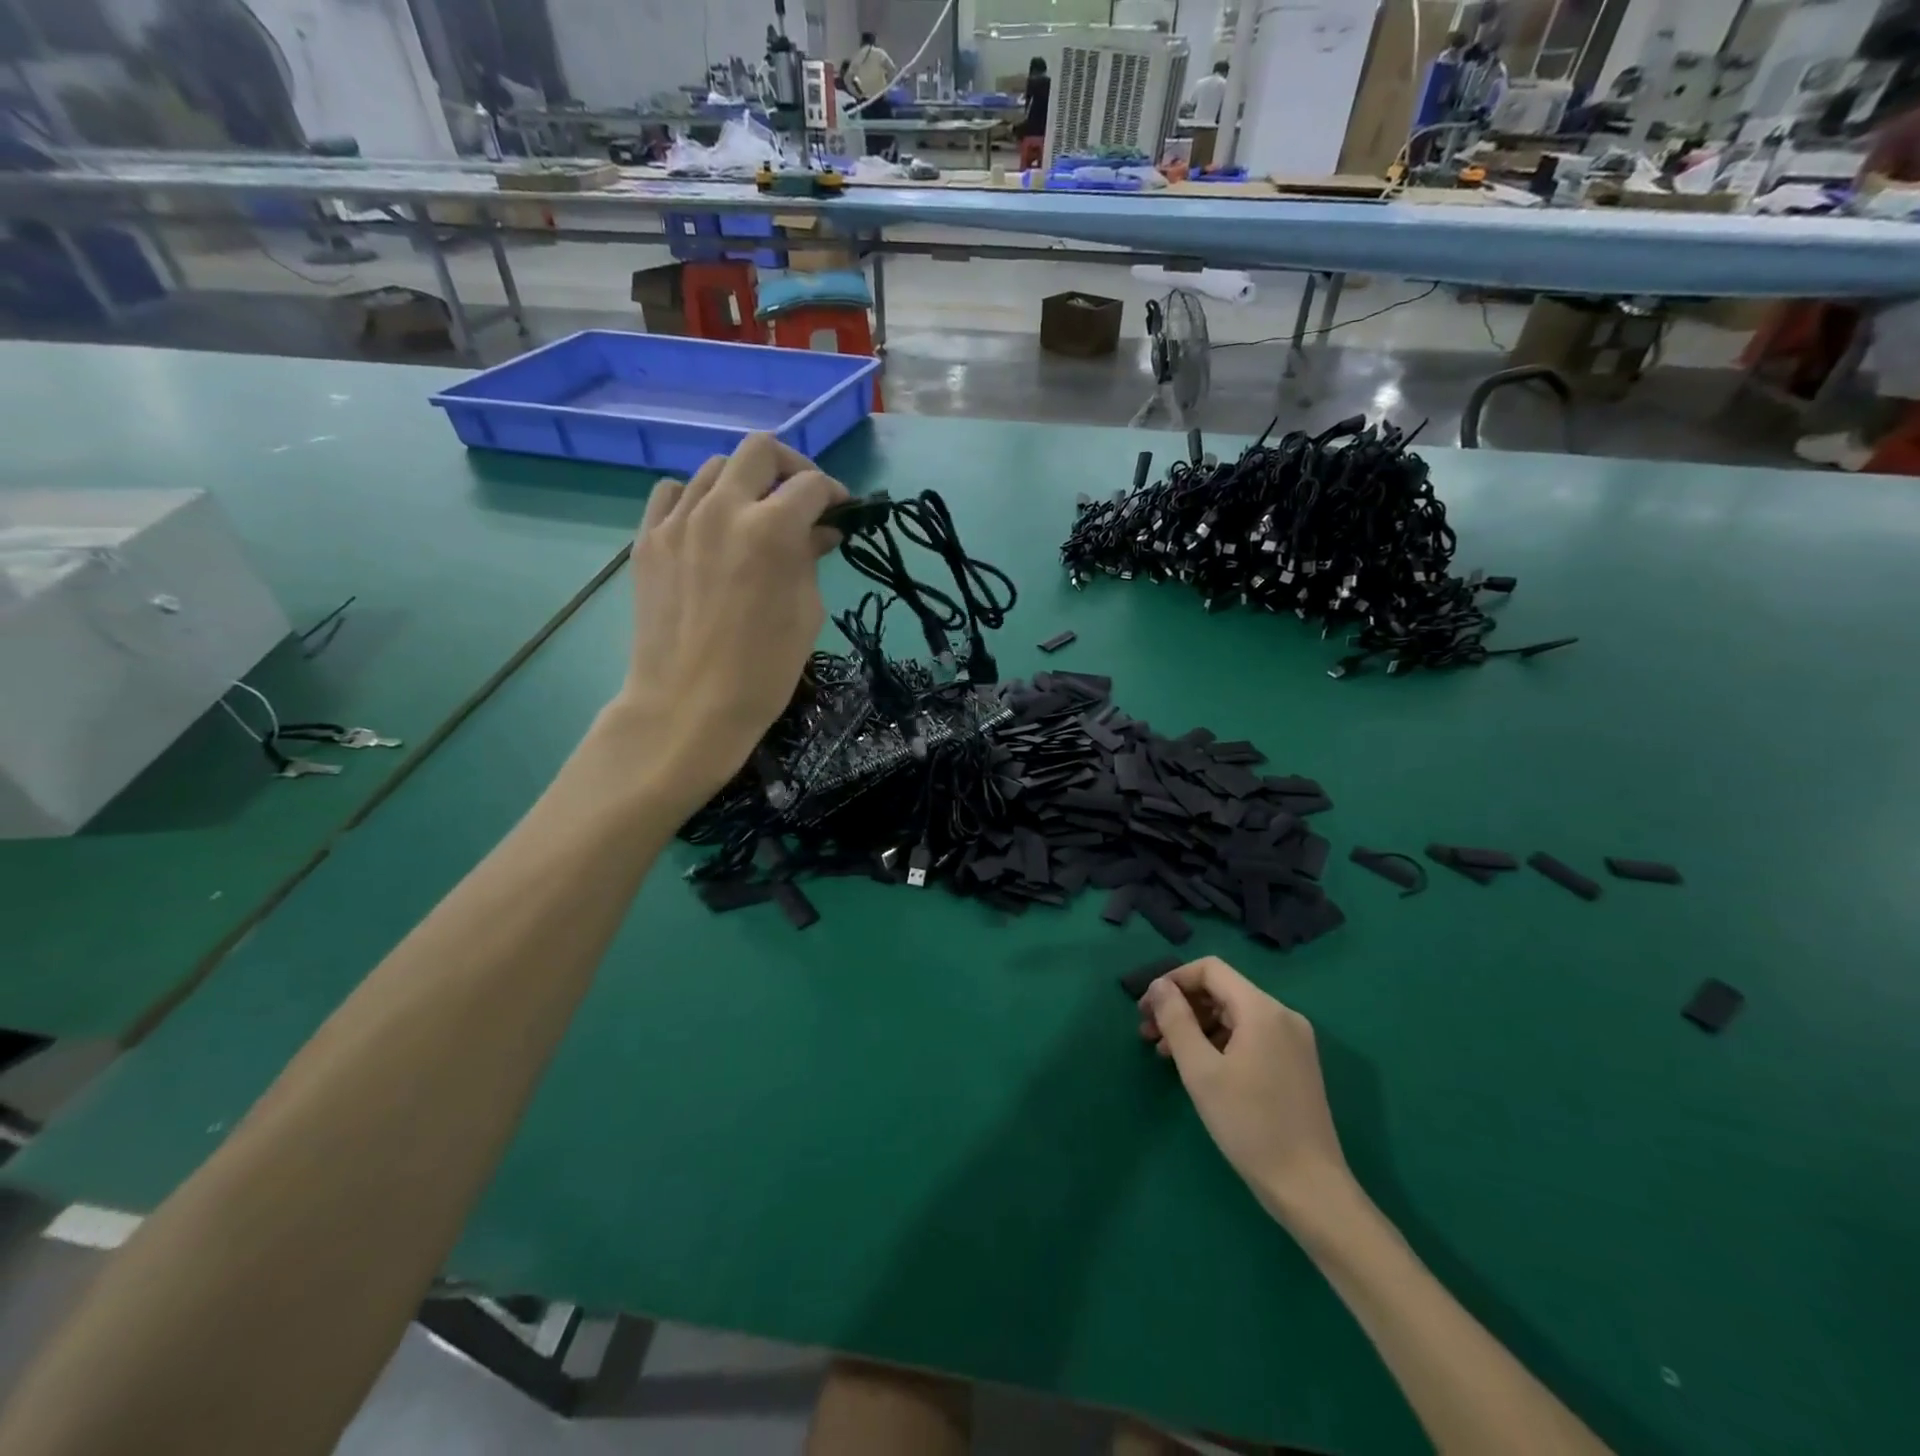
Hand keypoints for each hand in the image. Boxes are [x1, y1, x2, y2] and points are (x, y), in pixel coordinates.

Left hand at [617, 433, 846, 792]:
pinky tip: (709, 527)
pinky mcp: (647, 540)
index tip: (841, 511)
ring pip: (714, 467)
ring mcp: (678, 521)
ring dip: (744, 483)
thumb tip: (820, 531)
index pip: (812, 485)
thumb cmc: (764, 671)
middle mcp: (722, 508)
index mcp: (771, 529)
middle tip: (801, 499)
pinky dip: (697, 498)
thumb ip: (811, 559)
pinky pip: (672, 493)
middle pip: (760, 450)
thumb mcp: (806, 613)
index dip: (835, 493)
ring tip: (754, 516)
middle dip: (791, 466)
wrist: (688, 707)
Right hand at [1139, 957, 1353, 1224]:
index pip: (1210, 970)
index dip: (1173, 981)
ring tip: (1164, 1053)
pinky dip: (1218, 1042)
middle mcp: (1282, 1015)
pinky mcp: (1295, 1064)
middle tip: (1148, 1033)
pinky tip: (1197, 1066)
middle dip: (1181, 1006)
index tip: (1147, 1009)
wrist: (1310, 1188)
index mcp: (1262, 1009)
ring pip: (1233, 1015)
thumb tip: (1159, 986)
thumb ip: (1176, 1020)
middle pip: (1221, 991)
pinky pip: (1249, 1036)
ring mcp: (1293, 1040)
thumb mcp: (1200, 1070)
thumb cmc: (1249, 1125)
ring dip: (1196, 1026)